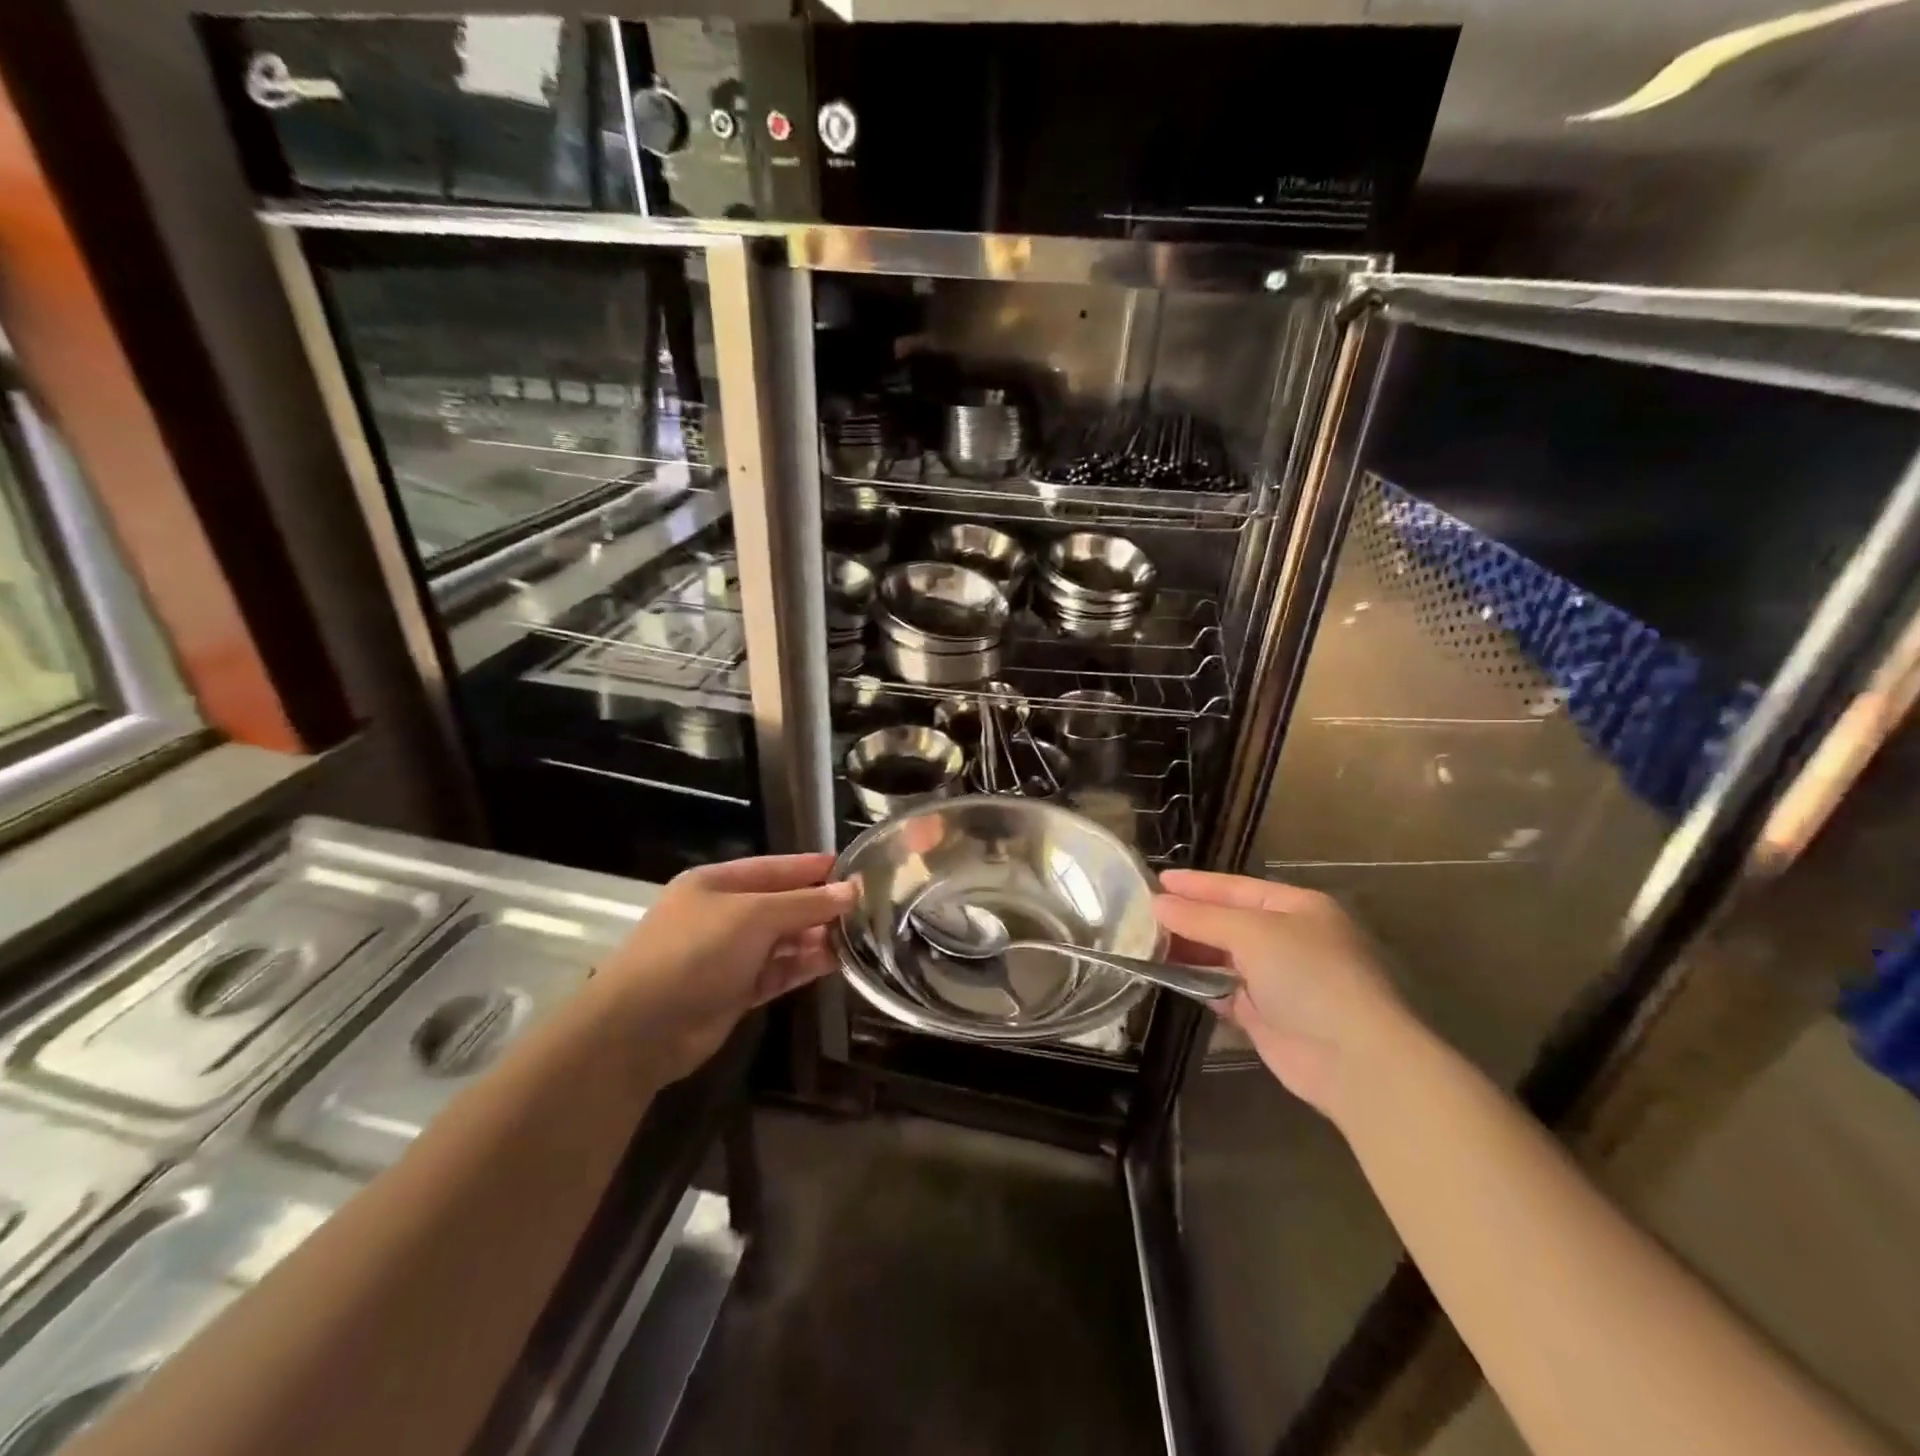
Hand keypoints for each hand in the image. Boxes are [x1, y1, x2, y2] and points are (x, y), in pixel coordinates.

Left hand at [594, 852, 854, 1081]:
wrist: (641, 1029)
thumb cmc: (695, 953)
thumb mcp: (753, 916)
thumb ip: (804, 903)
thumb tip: (851, 890)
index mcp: (716, 884)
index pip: (774, 867)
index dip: (812, 867)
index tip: (855, 867)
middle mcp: (723, 915)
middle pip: (781, 904)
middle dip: (819, 906)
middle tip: (867, 907)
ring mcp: (728, 955)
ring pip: (783, 940)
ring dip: (817, 937)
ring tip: (860, 936)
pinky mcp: (736, 991)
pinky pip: (778, 971)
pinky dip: (804, 966)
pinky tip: (836, 962)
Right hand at [1154, 870, 1412, 1119]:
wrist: (1353, 1060)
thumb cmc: (1308, 976)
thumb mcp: (1252, 933)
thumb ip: (1202, 918)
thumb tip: (1158, 904)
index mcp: (1297, 907)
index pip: (1235, 888)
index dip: (1195, 884)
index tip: (1155, 880)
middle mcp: (1288, 939)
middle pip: (1227, 921)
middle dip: (1187, 918)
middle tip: (1140, 914)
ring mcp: (1277, 979)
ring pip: (1221, 957)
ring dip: (1188, 951)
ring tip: (1144, 942)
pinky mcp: (1264, 1015)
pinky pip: (1222, 990)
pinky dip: (1197, 983)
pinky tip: (1166, 976)